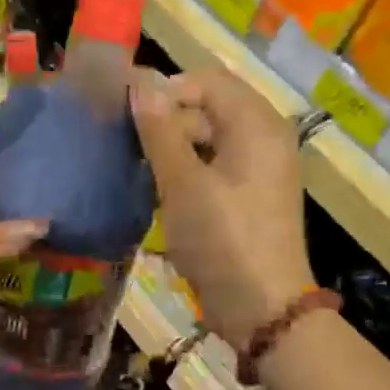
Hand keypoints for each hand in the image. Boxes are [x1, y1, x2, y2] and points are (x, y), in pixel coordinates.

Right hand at [129, 68, 313, 352]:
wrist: (261, 308)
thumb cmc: (222, 239)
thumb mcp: (183, 183)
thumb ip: (160, 131)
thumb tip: (140, 85)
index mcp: (257, 125)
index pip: (207, 81)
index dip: (165, 89)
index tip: (127, 115)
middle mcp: (263, 138)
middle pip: (208, 107)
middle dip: (166, 120)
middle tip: (127, 145)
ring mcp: (258, 169)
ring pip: (207, 138)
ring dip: (171, 148)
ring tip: (137, 169)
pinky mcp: (248, 196)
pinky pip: (213, 165)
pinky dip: (185, 170)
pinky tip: (157, 190)